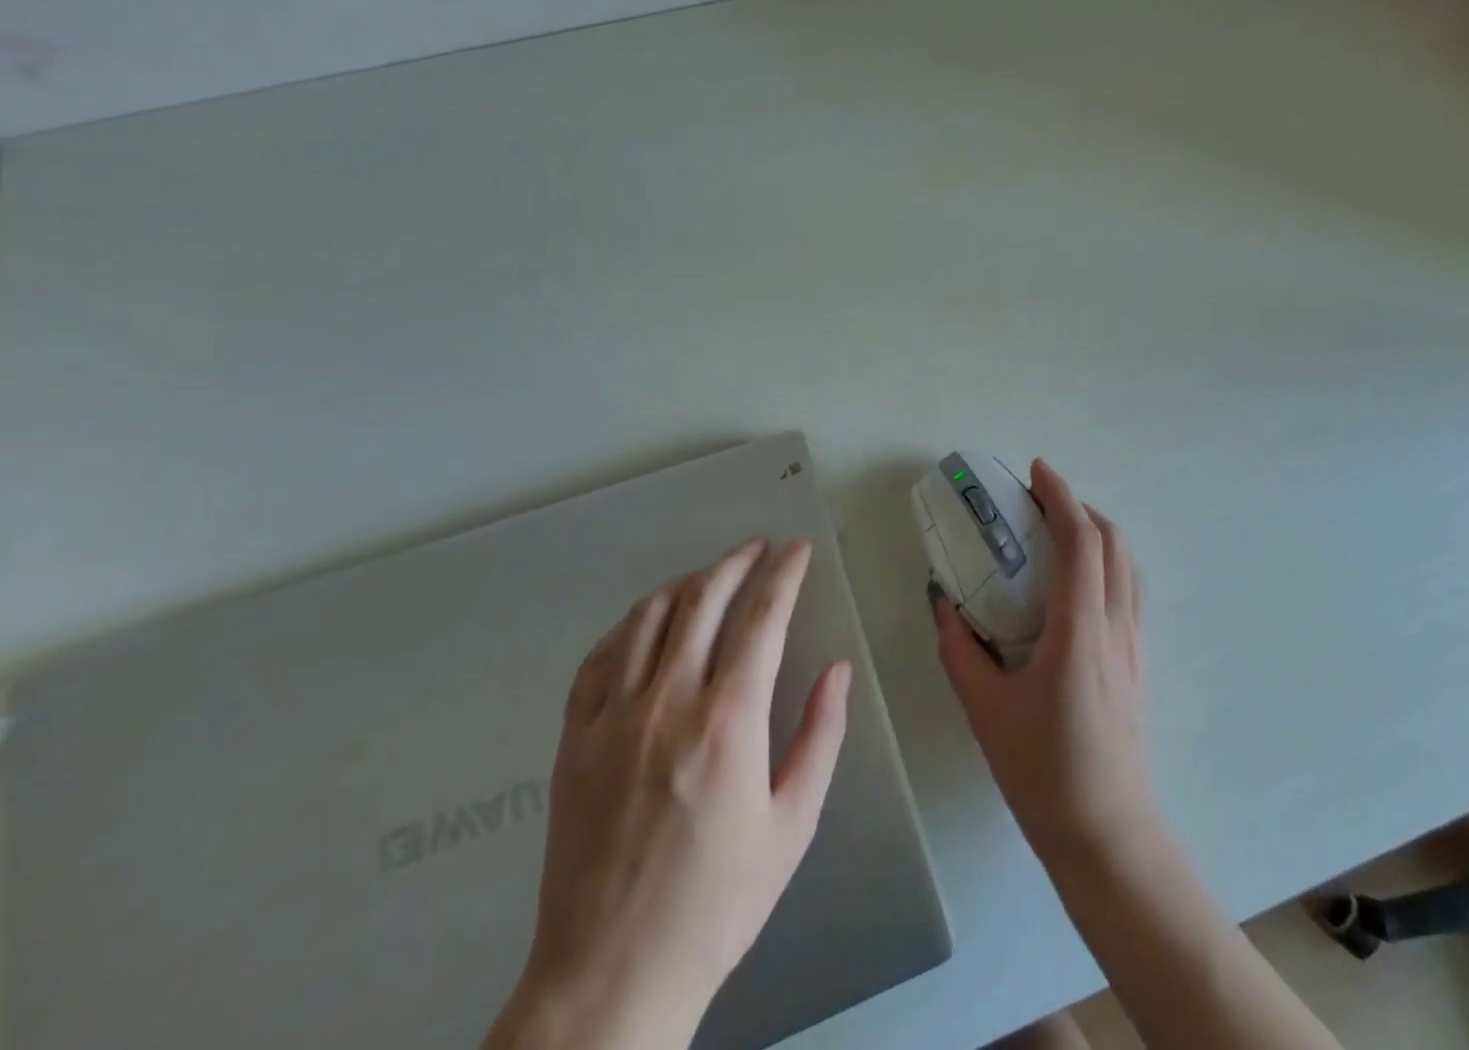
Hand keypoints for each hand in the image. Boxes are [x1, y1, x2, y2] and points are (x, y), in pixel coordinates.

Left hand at [486, 540, 850, 1049]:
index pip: (761, 618)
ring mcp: (612, 718)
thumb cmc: (717, 903)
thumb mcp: (792, 825)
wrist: (610, 977)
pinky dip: (628, 626)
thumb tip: (837, 671)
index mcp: (728, 721)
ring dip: (685, 585)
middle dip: (735, 563)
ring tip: (709, 578)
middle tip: (757, 549)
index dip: (783, 575)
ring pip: (648, 618)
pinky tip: (646, 624)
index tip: (797, 550)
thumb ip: (820, 737)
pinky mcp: (573, 741)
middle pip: (702, 601)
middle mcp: (668, 702)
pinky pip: (599, 659)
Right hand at [934, 459, 1157, 871]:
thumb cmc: (1043, 771)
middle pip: (1113, 543)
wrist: (1109, 836)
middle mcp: (1116, 626)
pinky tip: (1076, 586)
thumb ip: (959, 649)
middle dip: (1079, 507)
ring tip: (1058, 534)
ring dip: (1097, 535)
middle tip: (1038, 501)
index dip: (1060, 497)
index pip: (1081, 541)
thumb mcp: (985, 709)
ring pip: (1127, 566)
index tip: (1036, 471)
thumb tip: (943, 602)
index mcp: (1080, 629)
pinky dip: (1107, 564)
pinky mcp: (1139, 663)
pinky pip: (1129, 592)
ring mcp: (1135, 645)